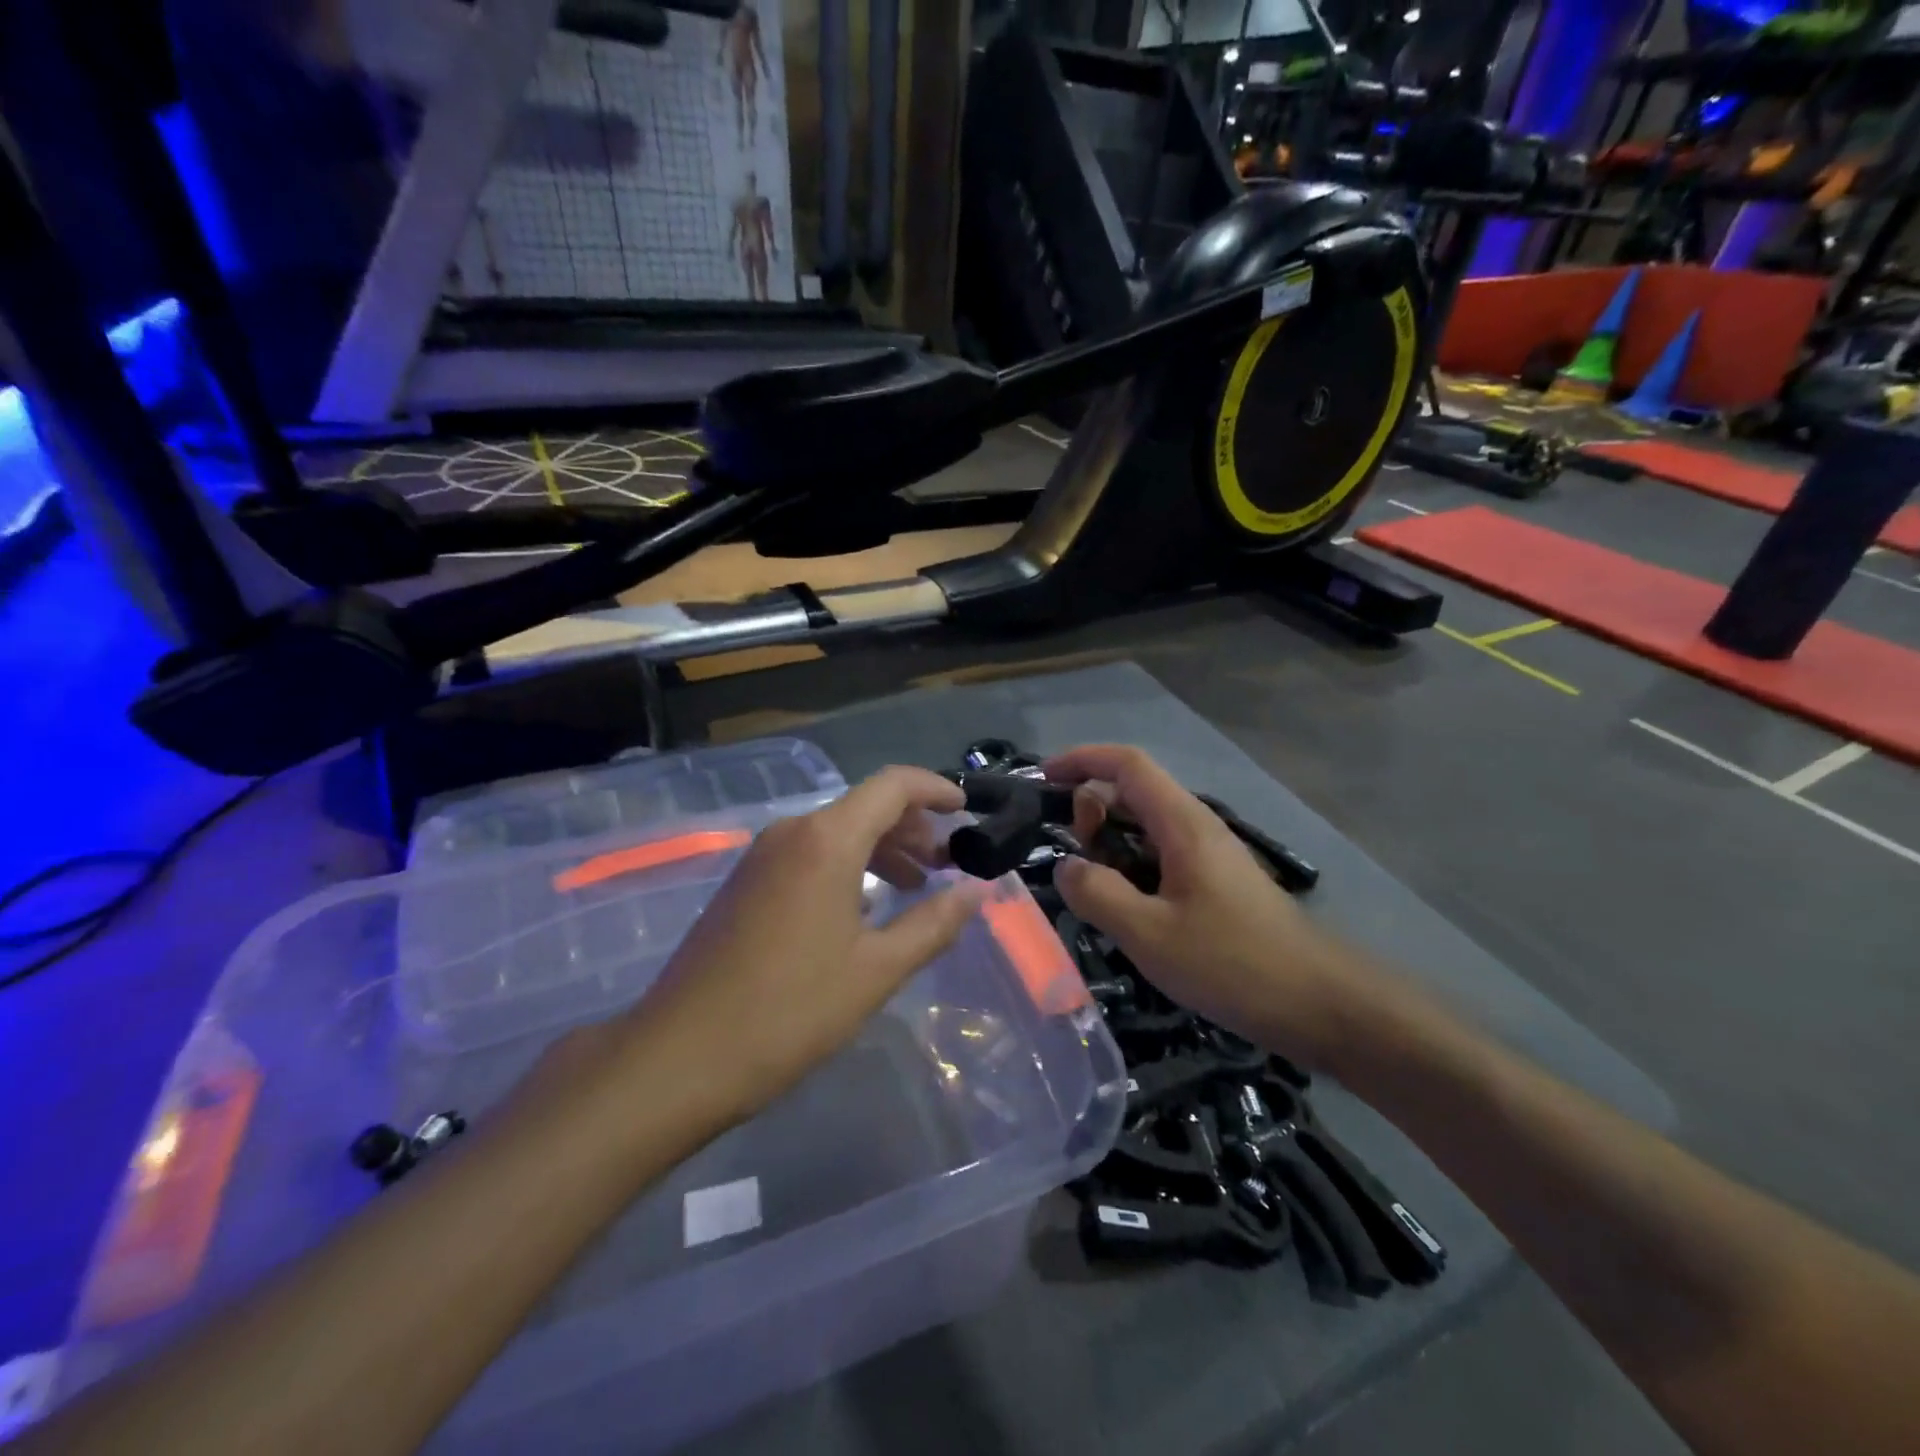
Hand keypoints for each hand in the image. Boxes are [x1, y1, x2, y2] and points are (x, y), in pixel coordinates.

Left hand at [620, 766, 987, 1125]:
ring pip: (836, 831)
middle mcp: (792, 832)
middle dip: (912, 827)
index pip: (893, 785)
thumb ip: (934, 923)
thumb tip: (978, 890)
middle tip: (947, 864)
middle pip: (865, 806)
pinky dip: (848, 865)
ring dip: (881, 848)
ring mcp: (762, 856)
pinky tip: (864, 906)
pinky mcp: (746, 882)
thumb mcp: (876, 970)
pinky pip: (810, 853)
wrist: (679, 1056)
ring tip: (915, 885)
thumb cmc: (790, 1010)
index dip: (935, 789)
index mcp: (826, 840)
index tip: (966, 811)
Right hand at [1046, 745, 1382, 1067]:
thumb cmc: (1233, 963)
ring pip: (1145, 829)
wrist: (1321, 1003)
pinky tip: (1125, 913)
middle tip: (1072, 859)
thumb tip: (1066, 866)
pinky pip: (1159, 858)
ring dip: (1109, 846)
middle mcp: (1196, 827)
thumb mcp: (1149, 933)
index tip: (1042, 780)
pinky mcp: (1215, 885)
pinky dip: (1129, 869)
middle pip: (1132, 793)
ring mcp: (1208, 856)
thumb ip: (1097, 894)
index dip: (1081, 760)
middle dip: (1090, 811)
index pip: (1127, 764)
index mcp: (1182, 823)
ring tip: (1092, 891)